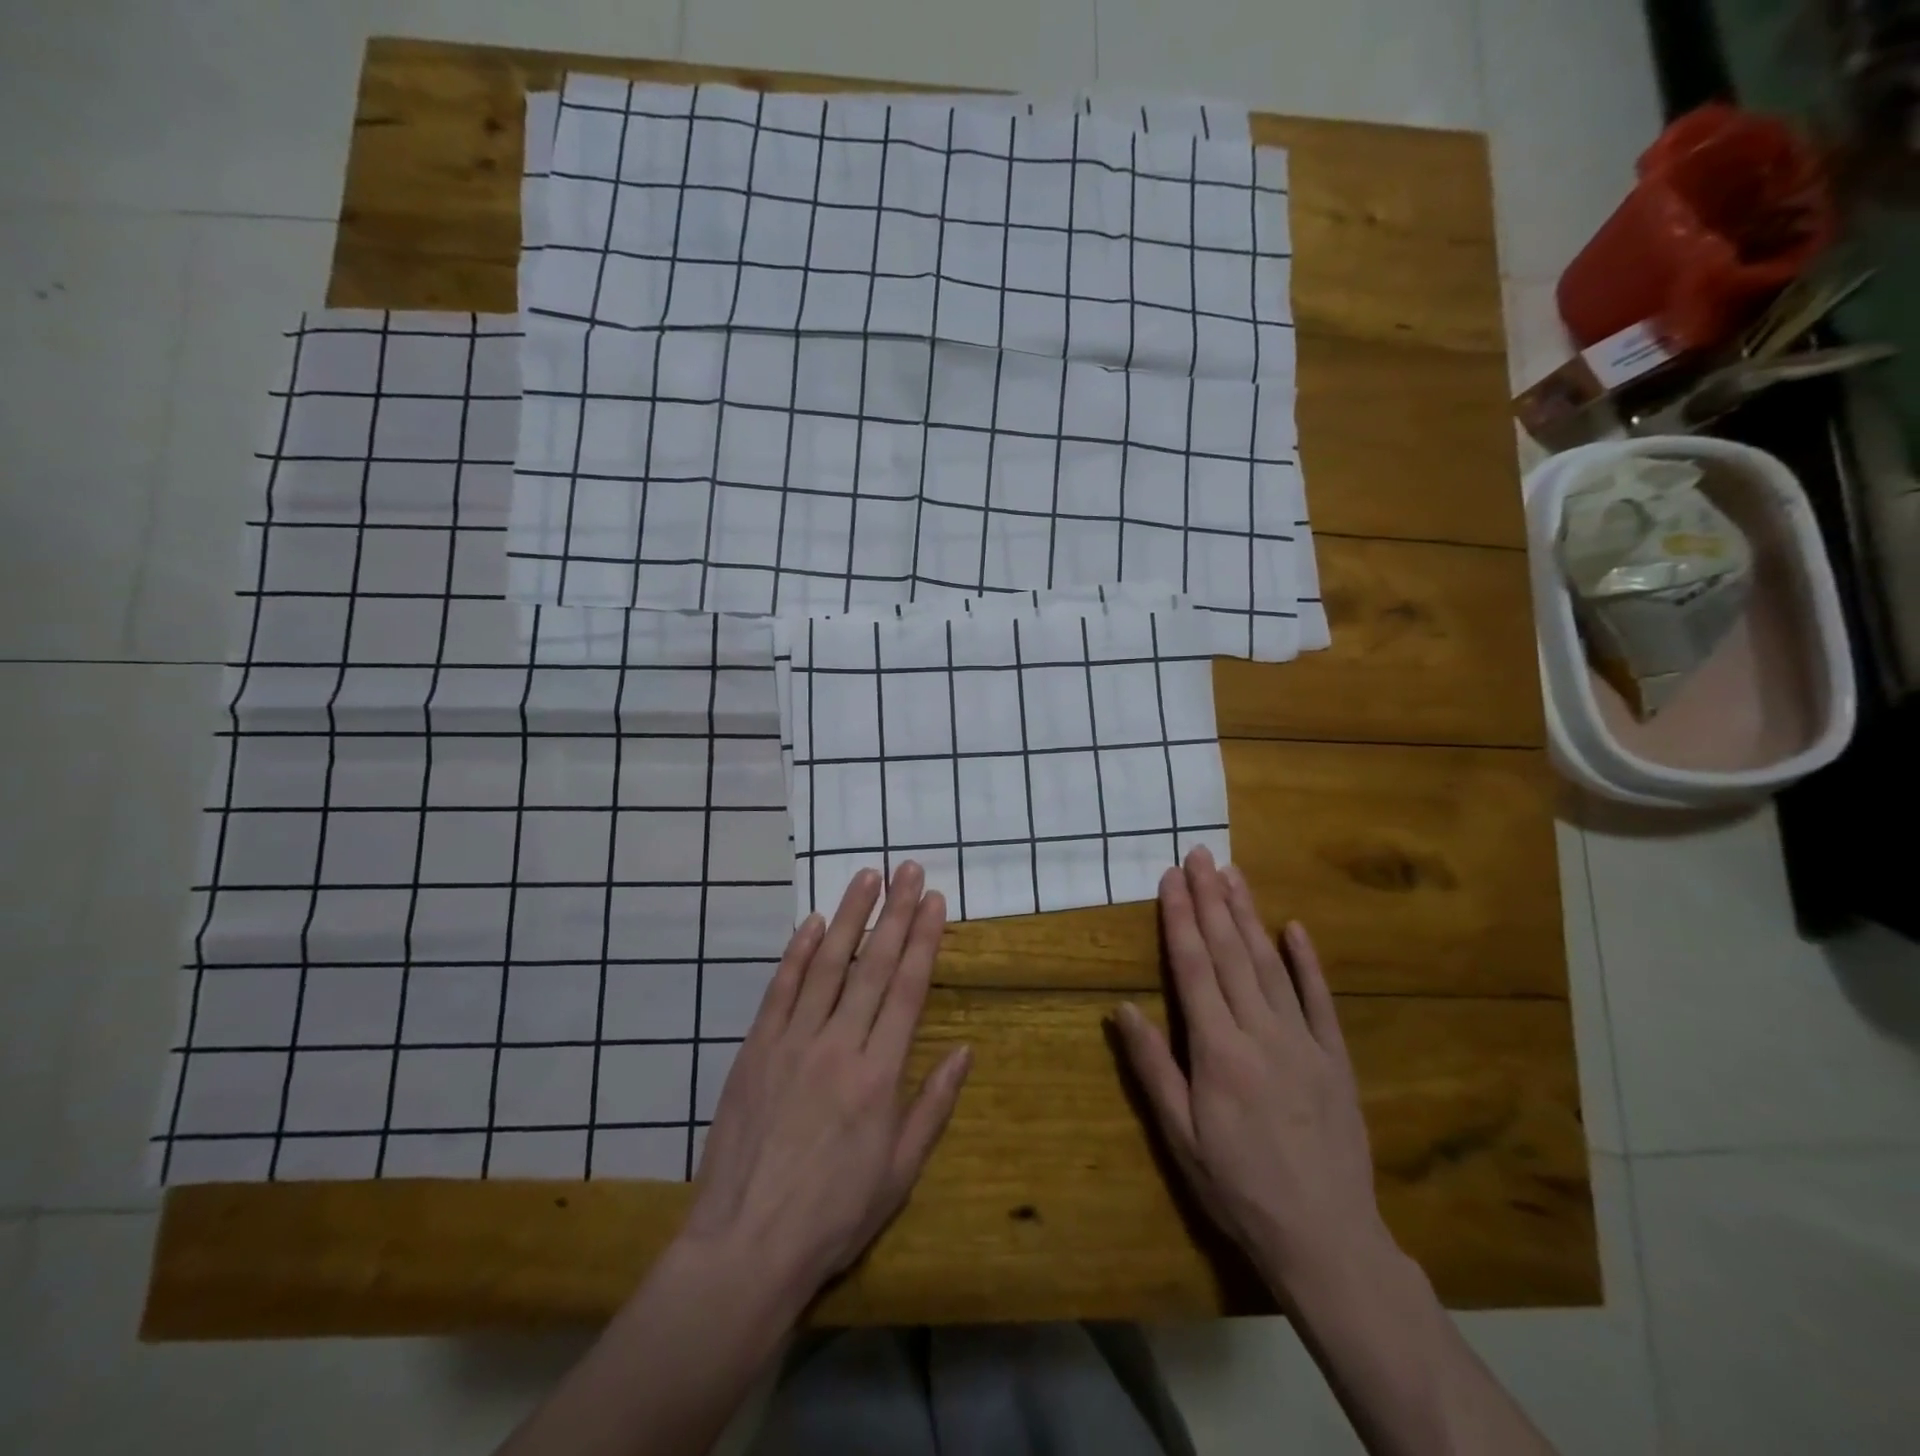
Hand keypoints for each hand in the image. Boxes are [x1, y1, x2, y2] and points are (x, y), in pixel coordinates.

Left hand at [683, 861, 971, 1298]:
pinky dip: (797, 953)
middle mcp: (838, 1045)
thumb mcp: (900, 1172)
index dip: (924, 940)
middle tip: (909, 869)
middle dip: (896, 912)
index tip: (935, 902)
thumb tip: (965, 1051)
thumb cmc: (834, 1215)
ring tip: (866, 877)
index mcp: (878, 1074)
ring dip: (849, 916)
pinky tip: (812, 923)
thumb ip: (933, 1105)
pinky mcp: (756, 1049)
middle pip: (873, 965)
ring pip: (827, 965)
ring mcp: (792, 1042)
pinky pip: (780, 990)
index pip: (908, 990)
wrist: (746, 1244)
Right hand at [1114, 847, 1389, 1295]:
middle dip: (1211, 899)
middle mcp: (1260, 1033)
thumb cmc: (1238, 1189)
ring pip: (1270, 964)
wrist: (1327, 1239)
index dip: (1179, 919)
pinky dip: (1307, 961)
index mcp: (1218, 1052)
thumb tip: (1123, 1007)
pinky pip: (1320, 999)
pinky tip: (1294, 928)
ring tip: (1232, 874)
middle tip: (1200, 855)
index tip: (1171, 878)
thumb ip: (1152, 1068)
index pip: (1193, 969)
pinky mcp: (1335, 1057)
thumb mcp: (1180, 1138)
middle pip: (1230, 953)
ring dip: (1249, 915)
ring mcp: (1304, 1042)